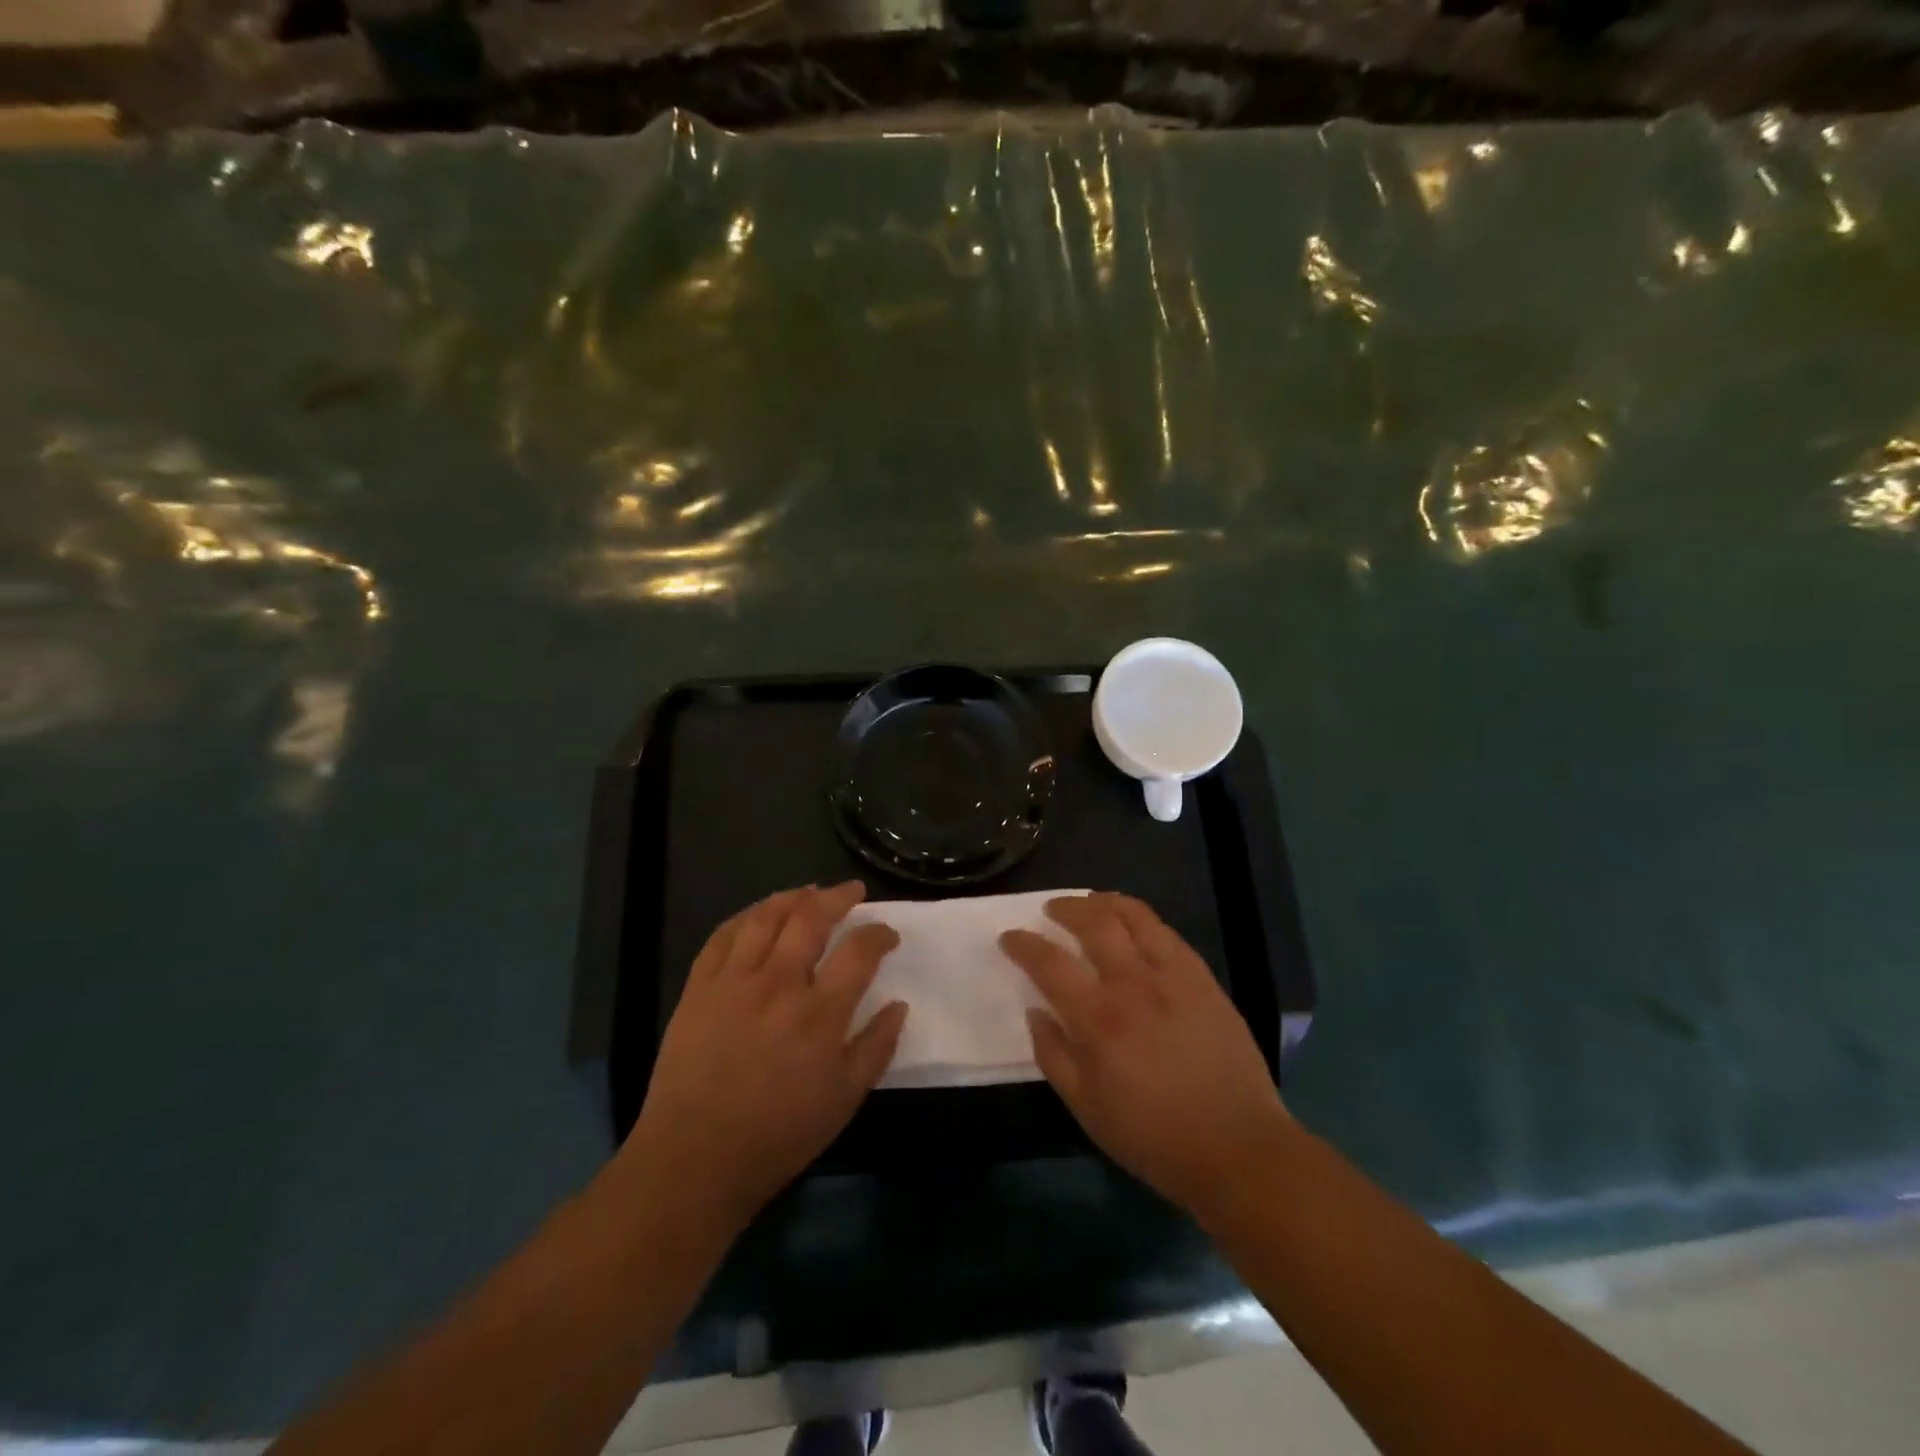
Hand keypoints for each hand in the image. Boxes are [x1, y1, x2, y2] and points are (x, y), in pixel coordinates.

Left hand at [621, 883, 905, 1229]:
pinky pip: (723, 936)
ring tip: (808, 892)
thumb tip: (899, 1005)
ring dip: (792, 897)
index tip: (887, 934)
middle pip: (812, 918)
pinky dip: (746, 916)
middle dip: (838, 896)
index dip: (880, 934)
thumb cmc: (778, 1135)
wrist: (695, 1159)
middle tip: (852, 891)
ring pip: (766, 917)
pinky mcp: (699, 987)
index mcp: (820, 1013)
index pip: (859, 951)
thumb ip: (876, 1047)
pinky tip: (758, 915)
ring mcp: (734, 981)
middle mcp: (779, 984)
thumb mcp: (844, 1100)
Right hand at [1001, 893, 1288, 1216]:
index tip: (1010, 938)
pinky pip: (1167, 933)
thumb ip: (1053, 1055)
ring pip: (1134, 916)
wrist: (1236, 1147)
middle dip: (1065, 908)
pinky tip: (1134, 927)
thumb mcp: (1086, 1108)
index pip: (1050, 963)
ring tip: (1090, 903)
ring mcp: (1173, 976)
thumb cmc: (1152, 1136)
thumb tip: (1035, 1012)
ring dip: (1104, 902)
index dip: (1024, 944)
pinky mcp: (1203, 979)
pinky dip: (1142, 920)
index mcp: (1098, 1019)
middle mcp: (1133, 984)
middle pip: (1094, 922)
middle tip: (1051, 911)